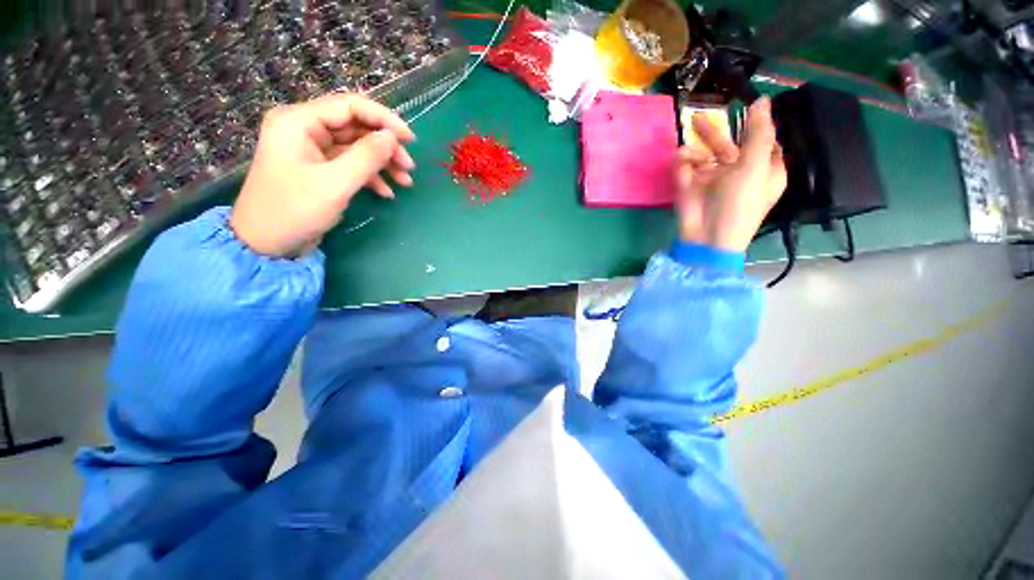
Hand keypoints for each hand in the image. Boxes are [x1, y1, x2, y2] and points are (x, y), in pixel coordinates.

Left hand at [230, 94, 415, 257]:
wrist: (267, 244)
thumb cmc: (294, 210)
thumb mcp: (335, 183)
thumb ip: (366, 157)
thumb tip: (392, 137)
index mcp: (299, 121)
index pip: (349, 106)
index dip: (384, 119)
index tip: (410, 139)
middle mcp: (305, 129)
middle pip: (356, 127)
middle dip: (385, 146)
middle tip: (409, 167)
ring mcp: (312, 150)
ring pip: (357, 147)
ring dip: (383, 163)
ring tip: (405, 182)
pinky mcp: (319, 169)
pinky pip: (351, 165)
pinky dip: (371, 177)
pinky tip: (386, 193)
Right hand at [675, 97, 786, 252]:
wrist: (706, 237)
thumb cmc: (739, 203)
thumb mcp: (755, 166)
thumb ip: (758, 133)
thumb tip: (762, 100)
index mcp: (763, 168)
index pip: (762, 141)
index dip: (754, 126)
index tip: (744, 109)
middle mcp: (738, 171)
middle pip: (728, 144)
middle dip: (713, 133)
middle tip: (697, 119)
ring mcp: (712, 179)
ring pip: (703, 155)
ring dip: (694, 151)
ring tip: (686, 155)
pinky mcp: (690, 186)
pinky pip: (686, 167)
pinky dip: (683, 164)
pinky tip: (682, 165)